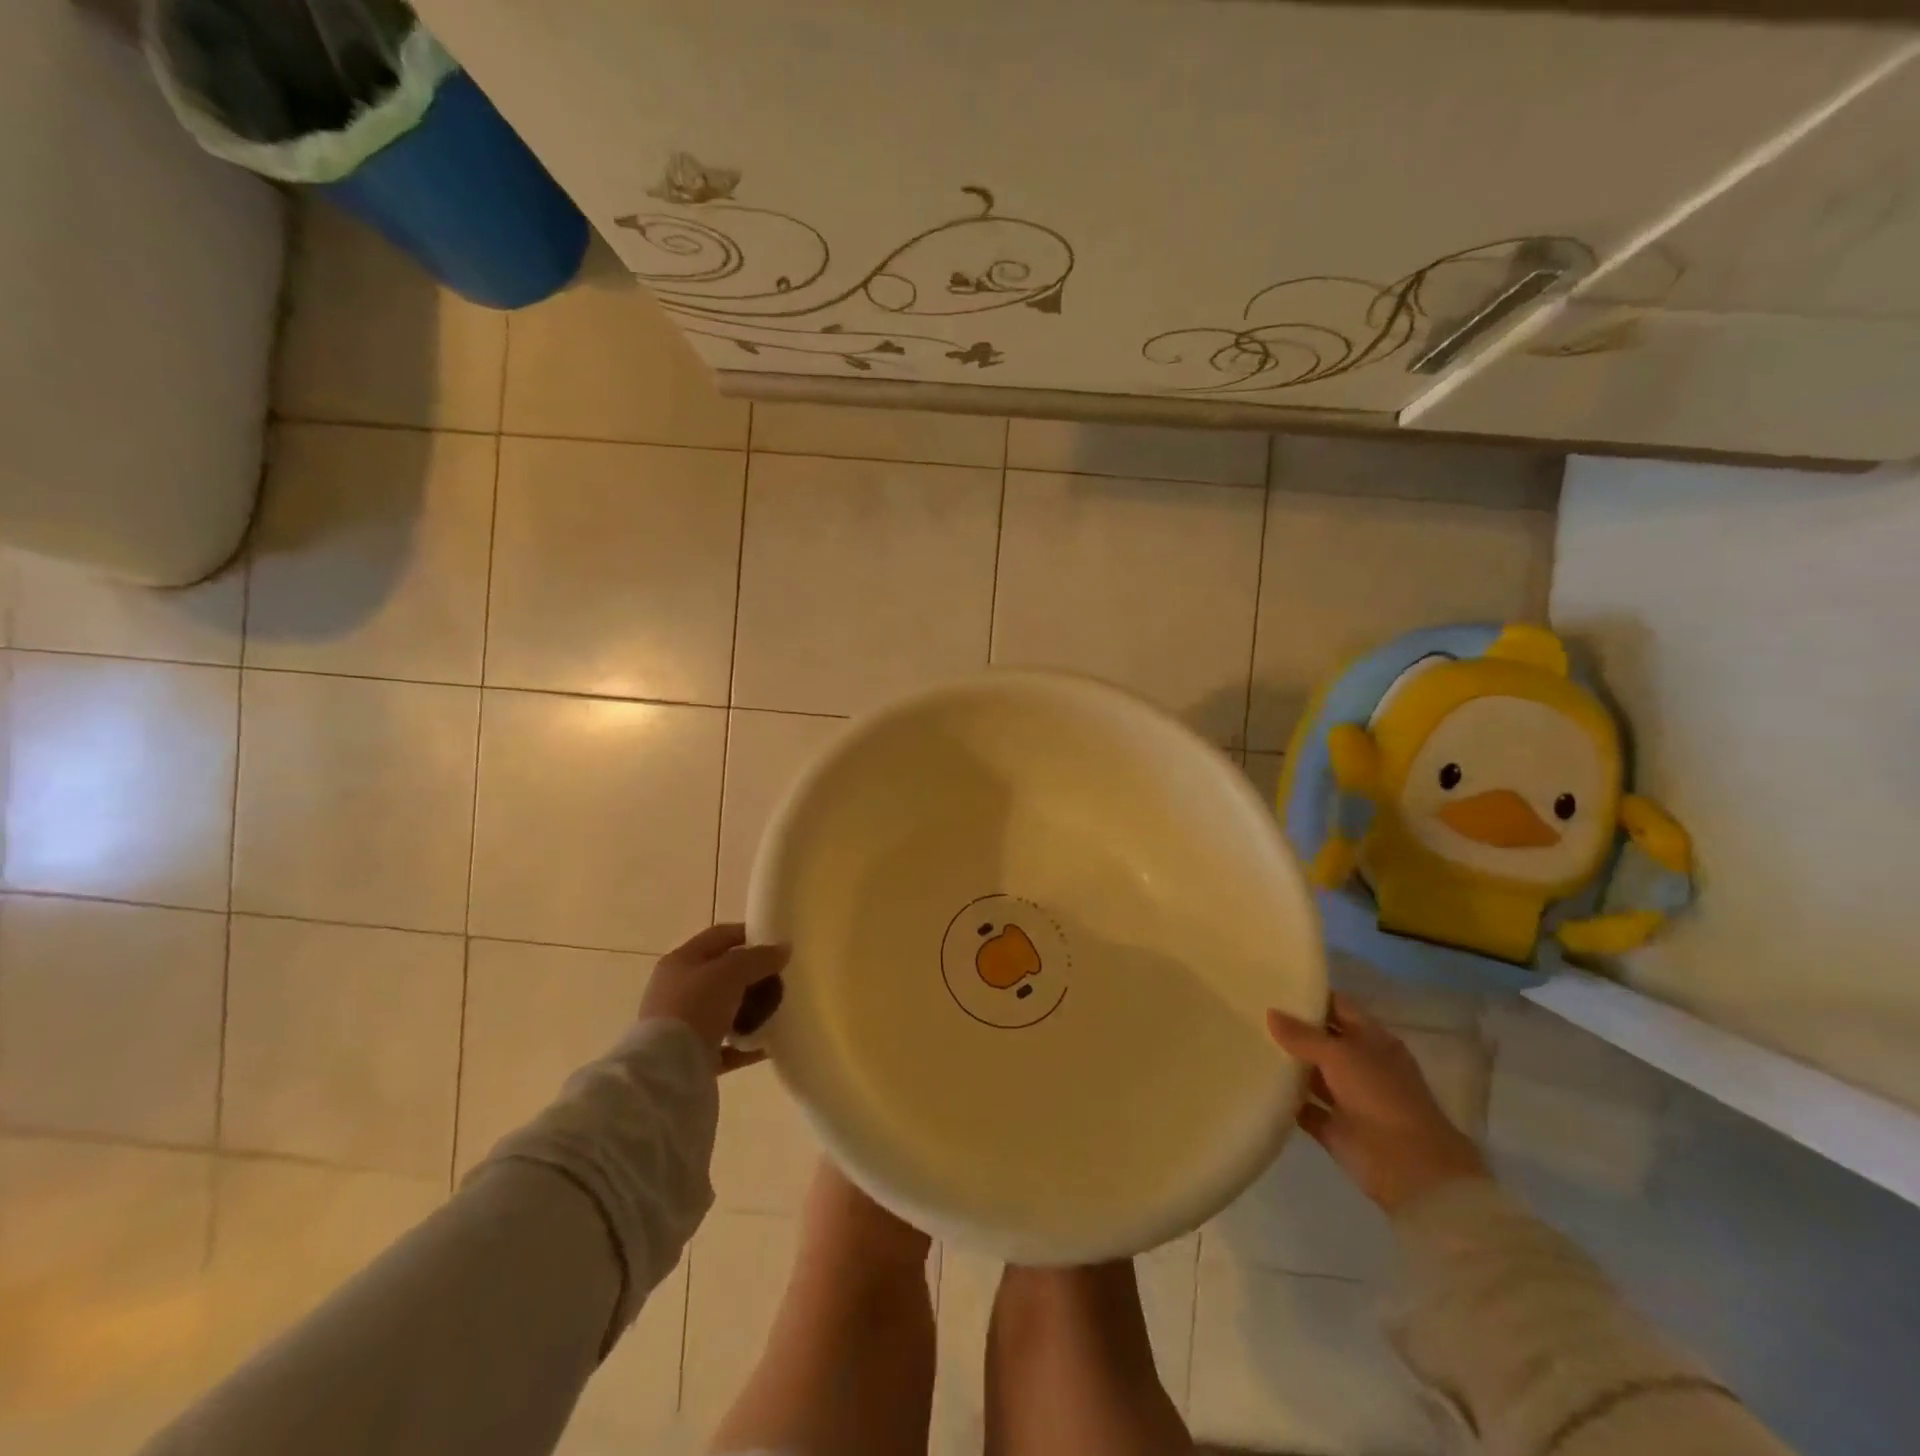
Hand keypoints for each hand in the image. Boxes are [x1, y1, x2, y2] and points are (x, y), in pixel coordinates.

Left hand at [639, 924, 788, 1072]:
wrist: (668, 1071)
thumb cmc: (696, 1007)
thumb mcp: (731, 973)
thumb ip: (759, 958)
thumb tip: (783, 949)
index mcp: (681, 962)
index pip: (719, 937)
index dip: (748, 934)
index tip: (776, 943)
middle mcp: (677, 990)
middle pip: (721, 975)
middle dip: (753, 976)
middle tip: (781, 979)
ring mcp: (682, 1025)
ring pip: (724, 1011)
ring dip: (750, 1010)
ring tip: (778, 1011)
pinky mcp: (690, 1057)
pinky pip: (725, 1046)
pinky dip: (746, 1044)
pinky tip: (769, 1045)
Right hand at [1266, 994, 1488, 1213]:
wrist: (1409, 1168)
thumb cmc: (1381, 1096)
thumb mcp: (1340, 1055)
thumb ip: (1304, 1035)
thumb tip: (1271, 1013)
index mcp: (1373, 1040)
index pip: (1338, 1007)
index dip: (1311, 995)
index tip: (1276, 984)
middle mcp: (1361, 1065)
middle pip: (1322, 1039)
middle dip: (1292, 1028)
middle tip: (1251, 1011)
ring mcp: (1348, 1098)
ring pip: (1312, 1074)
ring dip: (1287, 1064)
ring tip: (1247, 1043)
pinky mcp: (1334, 1128)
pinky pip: (1304, 1108)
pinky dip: (1285, 1100)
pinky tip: (1256, 1084)